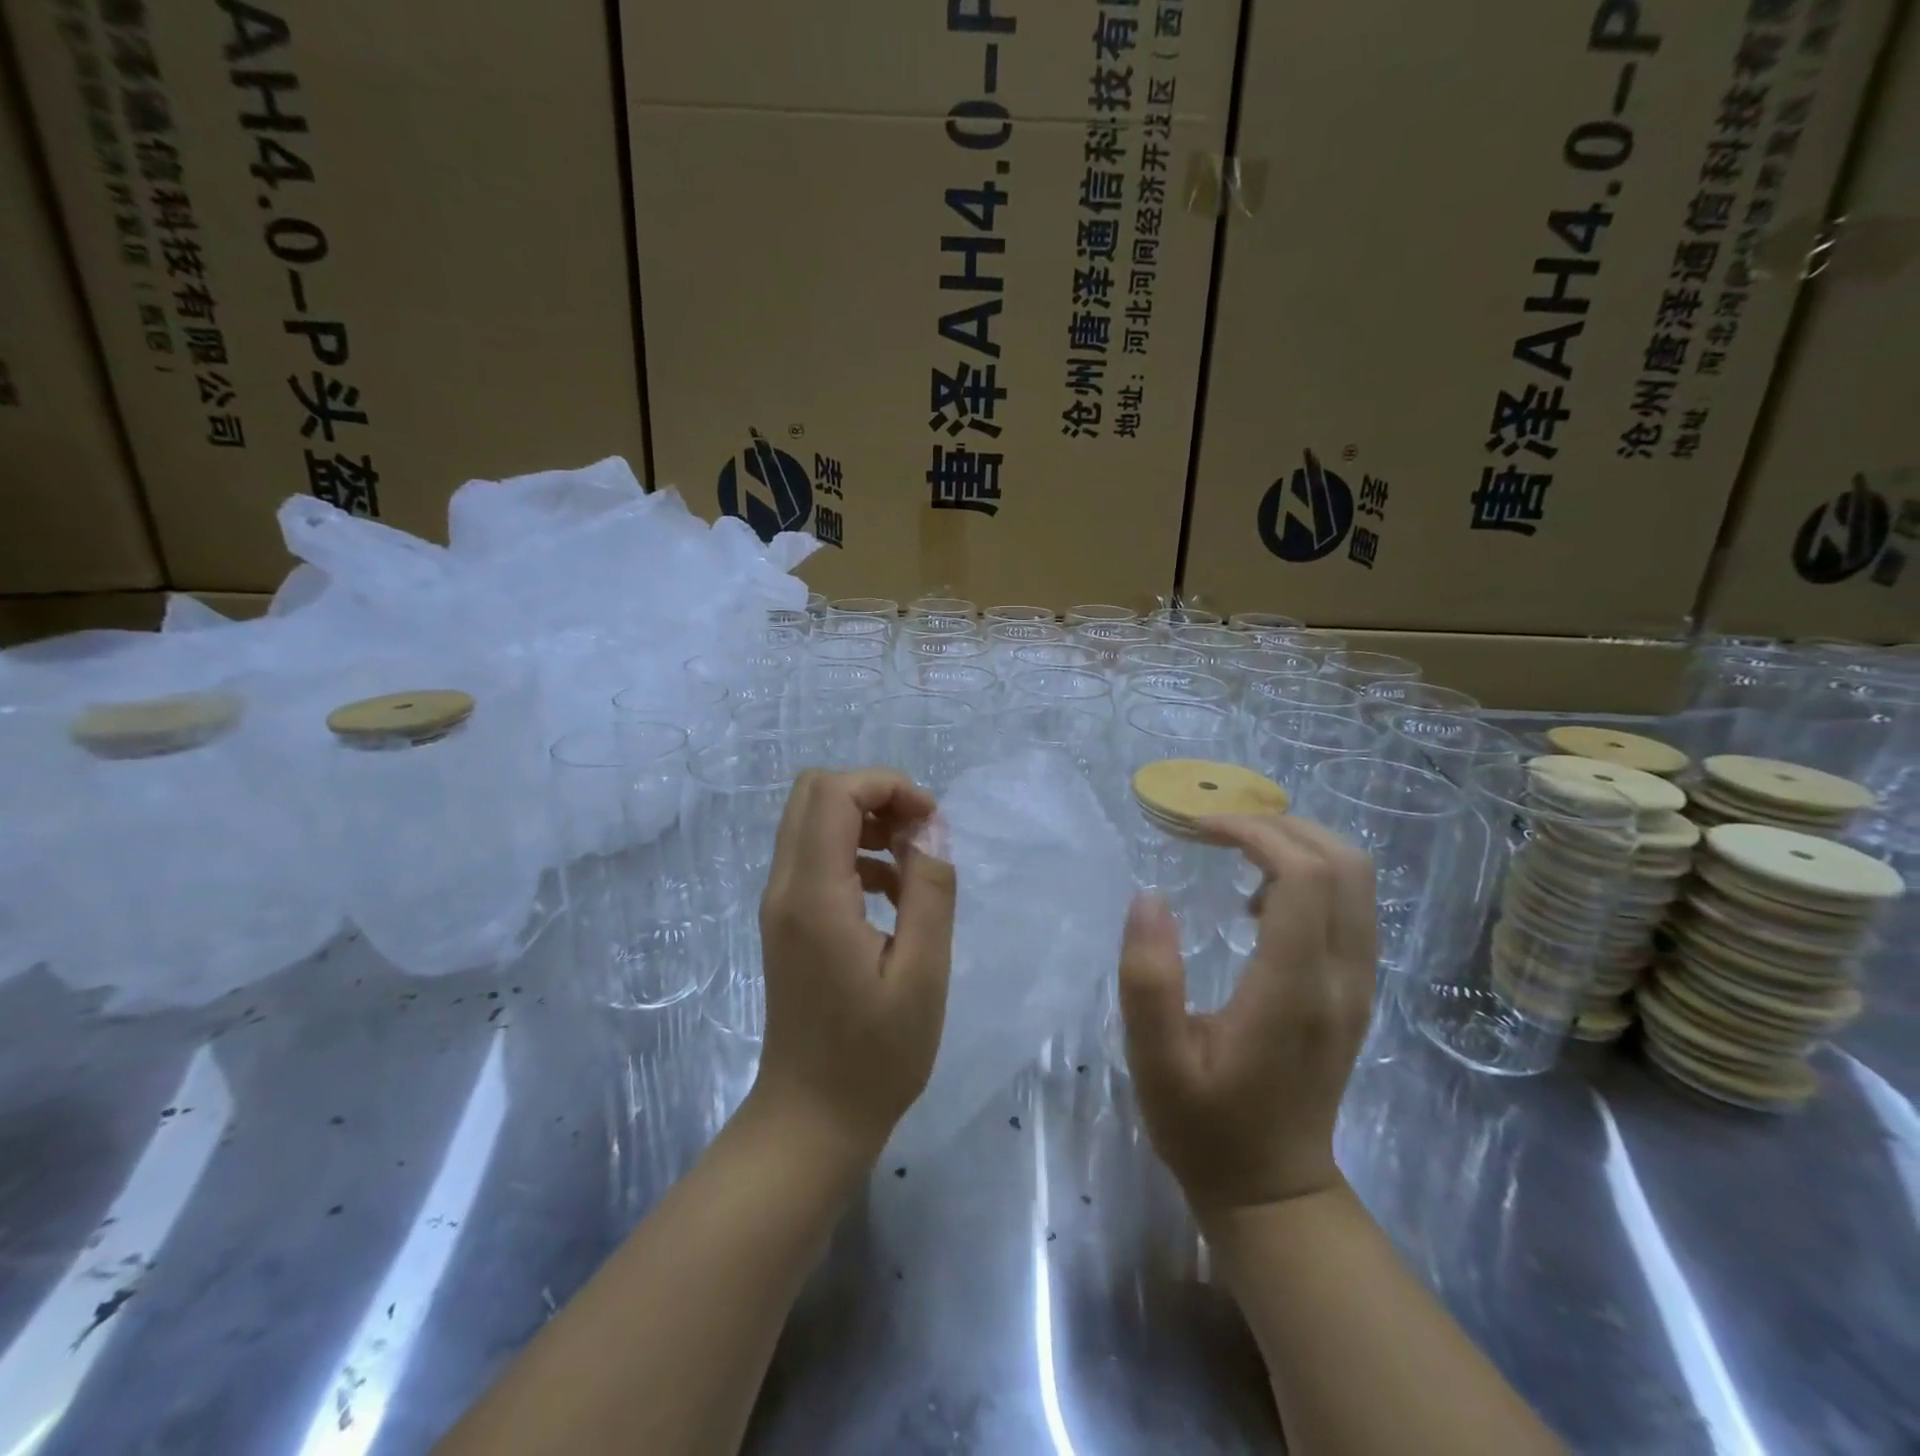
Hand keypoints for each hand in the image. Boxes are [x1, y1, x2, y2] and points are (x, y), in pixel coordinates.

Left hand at [753, 769, 957, 1159]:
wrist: (811, 1119)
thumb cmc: (875, 1057)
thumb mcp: (923, 975)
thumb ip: (930, 892)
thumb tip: (929, 832)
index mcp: (814, 896)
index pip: (832, 793)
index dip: (886, 786)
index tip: (930, 821)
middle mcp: (785, 888)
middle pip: (814, 793)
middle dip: (874, 796)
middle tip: (920, 832)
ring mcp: (780, 904)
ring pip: (813, 821)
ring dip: (865, 822)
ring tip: (913, 863)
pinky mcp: (787, 921)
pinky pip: (816, 856)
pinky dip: (855, 852)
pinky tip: (892, 893)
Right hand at [1117, 815, 1375, 1215]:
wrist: (1274, 1190)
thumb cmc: (1206, 1126)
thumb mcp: (1156, 1061)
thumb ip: (1148, 980)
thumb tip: (1149, 897)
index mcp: (1295, 990)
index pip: (1306, 877)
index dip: (1256, 833)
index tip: (1200, 828)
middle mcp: (1344, 978)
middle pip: (1345, 865)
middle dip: (1281, 826)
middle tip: (1217, 831)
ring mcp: (1360, 985)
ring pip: (1358, 881)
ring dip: (1299, 846)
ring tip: (1234, 856)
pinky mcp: (1358, 990)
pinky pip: (1352, 906)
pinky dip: (1312, 876)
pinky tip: (1259, 899)